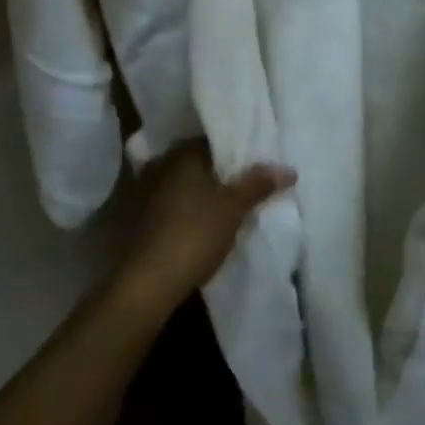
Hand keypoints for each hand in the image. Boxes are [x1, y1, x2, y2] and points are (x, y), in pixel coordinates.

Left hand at [116, 142, 294, 317]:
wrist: (147, 283)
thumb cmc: (194, 234)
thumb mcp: (234, 208)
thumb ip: (258, 185)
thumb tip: (288, 169)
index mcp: (182, 154)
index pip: (213, 142)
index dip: (235, 153)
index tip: (254, 166)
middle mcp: (160, 165)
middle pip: (197, 163)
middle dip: (218, 173)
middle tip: (244, 186)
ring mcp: (143, 193)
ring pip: (182, 185)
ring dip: (200, 193)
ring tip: (225, 206)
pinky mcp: (137, 219)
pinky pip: (169, 205)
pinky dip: (185, 210)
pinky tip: (200, 224)